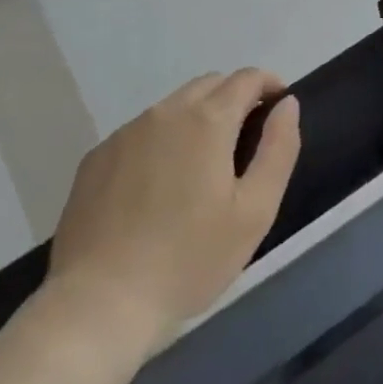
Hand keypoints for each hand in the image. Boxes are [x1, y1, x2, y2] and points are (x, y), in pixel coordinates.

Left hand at [42, 69, 300, 345]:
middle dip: (234, 97)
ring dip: (196, 118)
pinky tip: (158, 186)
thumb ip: (278, 149)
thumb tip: (286, 104)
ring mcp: (125, 133)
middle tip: (246, 138)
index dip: (269, 84)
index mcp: (207, 120)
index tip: (279, 105)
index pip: (246, 78)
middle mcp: (165, 112)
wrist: (98, 305)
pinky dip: (161, 141)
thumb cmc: (188, 260)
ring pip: (173, 106)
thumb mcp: (255, 211)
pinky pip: (140, 132)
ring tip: (202, 165)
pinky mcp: (96, 158)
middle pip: (209, 85)